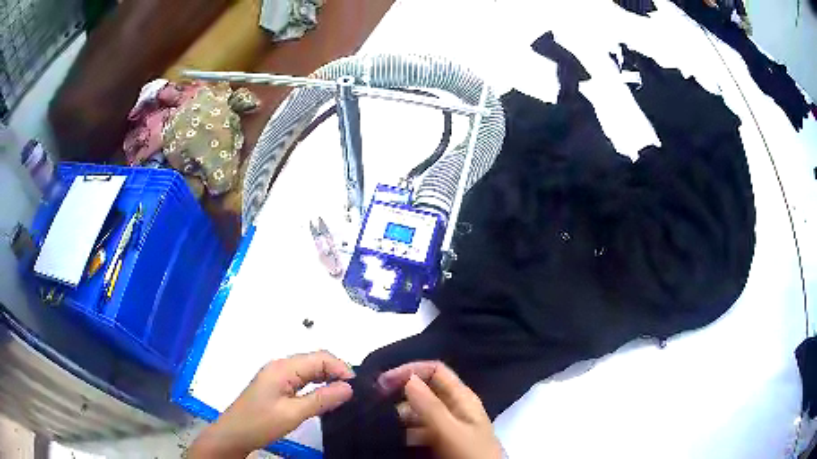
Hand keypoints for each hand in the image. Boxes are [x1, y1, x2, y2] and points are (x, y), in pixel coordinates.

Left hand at [188, 351, 353, 457]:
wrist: (234, 434)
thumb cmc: (260, 423)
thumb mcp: (293, 414)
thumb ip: (321, 399)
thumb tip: (348, 387)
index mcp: (283, 368)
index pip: (320, 357)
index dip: (341, 368)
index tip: (356, 388)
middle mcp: (280, 366)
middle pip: (315, 361)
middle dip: (336, 373)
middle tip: (353, 394)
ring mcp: (277, 375)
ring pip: (309, 370)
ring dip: (327, 379)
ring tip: (343, 397)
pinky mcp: (276, 385)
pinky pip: (302, 379)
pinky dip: (316, 385)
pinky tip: (325, 398)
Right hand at [378, 362, 502, 458]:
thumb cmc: (471, 454)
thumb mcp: (451, 431)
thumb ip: (431, 406)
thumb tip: (408, 378)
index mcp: (462, 398)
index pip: (435, 371)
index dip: (410, 370)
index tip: (383, 382)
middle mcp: (454, 408)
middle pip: (425, 390)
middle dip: (400, 393)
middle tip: (375, 403)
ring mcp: (447, 425)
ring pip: (419, 411)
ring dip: (399, 414)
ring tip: (380, 422)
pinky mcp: (441, 441)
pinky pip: (418, 429)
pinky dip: (404, 430)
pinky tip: (391, 436)